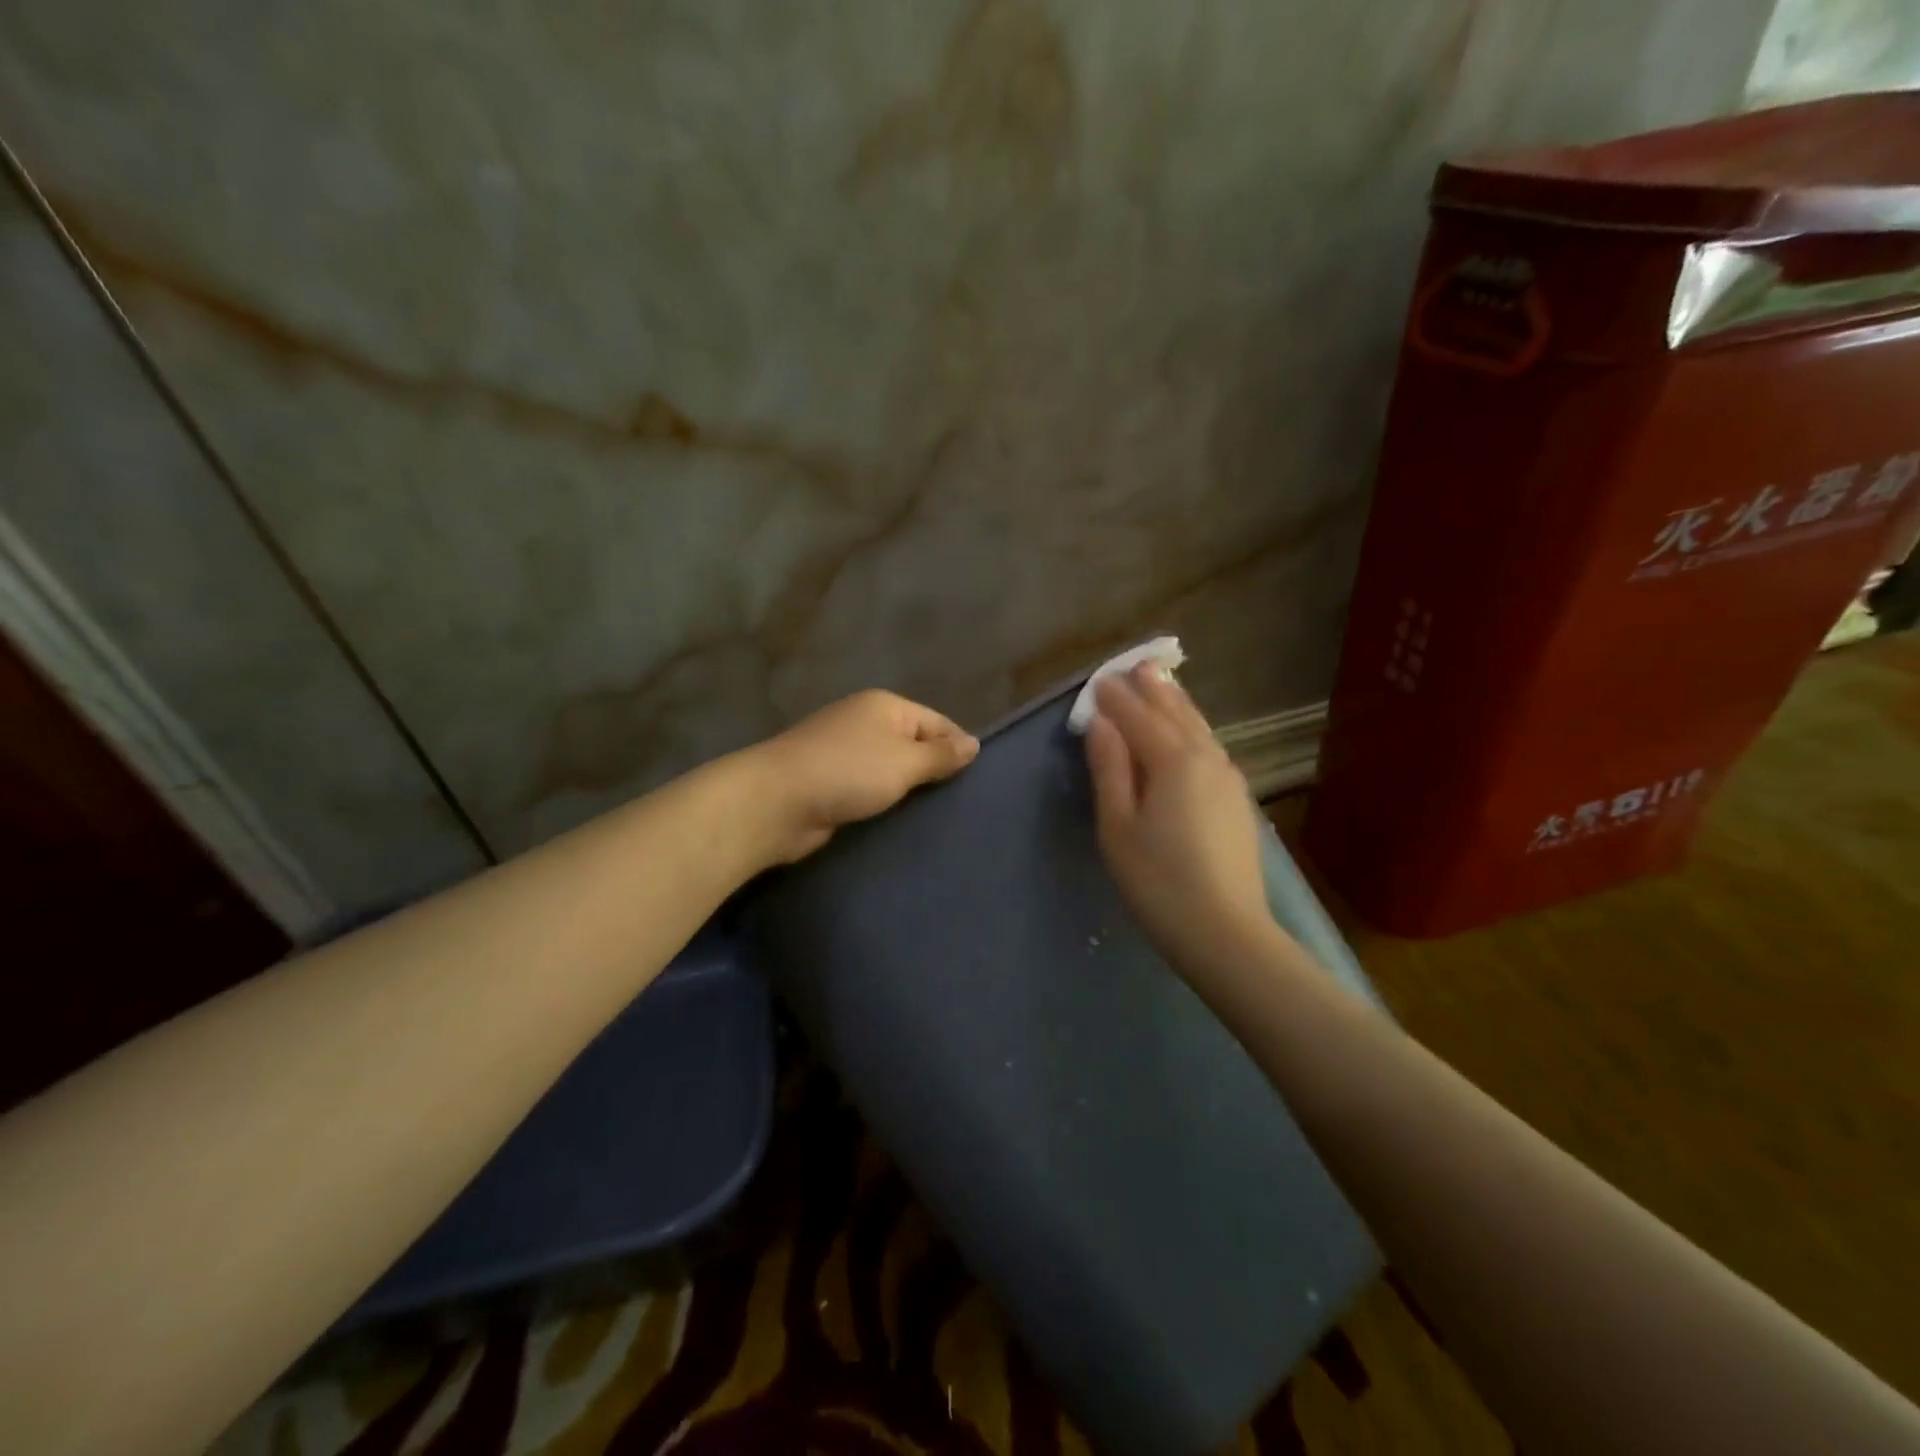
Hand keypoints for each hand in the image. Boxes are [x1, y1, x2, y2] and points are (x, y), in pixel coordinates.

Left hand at [747, 690, 978, 863]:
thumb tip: (974, 743)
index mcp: (885, 706)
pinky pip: (869, 786)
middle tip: (960, 803)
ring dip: (907, 788)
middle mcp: (864, 721)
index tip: (977, 781)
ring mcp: (843, 750)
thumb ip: (941, 754)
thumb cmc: (847, 772)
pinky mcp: (829, 780)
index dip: (958, 748)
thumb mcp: (904, 761)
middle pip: (913, 743)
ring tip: (936, 815)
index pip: (937, 722)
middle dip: (933, 770)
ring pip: (890, 767)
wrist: (775, 802)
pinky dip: (883, 799)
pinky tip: (899, 819)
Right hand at [1084, 664, 1275, 978]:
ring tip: (1162, 685)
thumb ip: (1110, 769)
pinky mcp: (1238, 800)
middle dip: (1152, 690)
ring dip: (1177, 704)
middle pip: (1176, 713)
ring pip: (1199, 728)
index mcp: (1173, 761)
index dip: (1116, 698)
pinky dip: (1193, 729)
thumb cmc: (1158, 881)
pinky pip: (1210, 747)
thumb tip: (1101, 723)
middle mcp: (1206, 758)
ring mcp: (1228, 778)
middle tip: (1135, 667)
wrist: (1226, 933)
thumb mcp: (1118, 826)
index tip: (1098, 679)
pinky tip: (1190, 733)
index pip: (1138, 717)